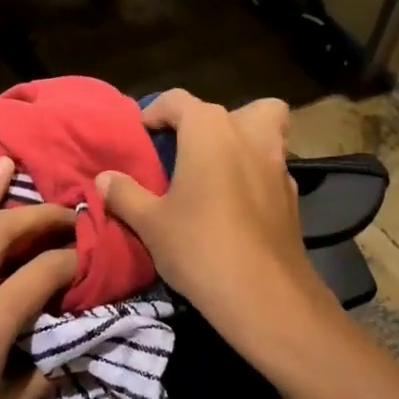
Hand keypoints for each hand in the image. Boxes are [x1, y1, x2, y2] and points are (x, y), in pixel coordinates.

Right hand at [96, 90, 339, 360]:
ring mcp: (278, 166)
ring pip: (267, 134)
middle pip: (239, 109)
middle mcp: (249, 137)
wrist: (265, 297)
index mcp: (210, 131)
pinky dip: (255, 176)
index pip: (179, 101)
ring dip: (243, 144)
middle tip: (191, 149)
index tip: (142, 132)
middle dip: (213, 121)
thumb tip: (104, 178)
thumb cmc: (199, 247)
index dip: (157, 111)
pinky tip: (235, 206)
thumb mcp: (150, 222)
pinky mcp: (293, 197)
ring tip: (215, 174)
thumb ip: (125, 194)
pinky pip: (272, 169)